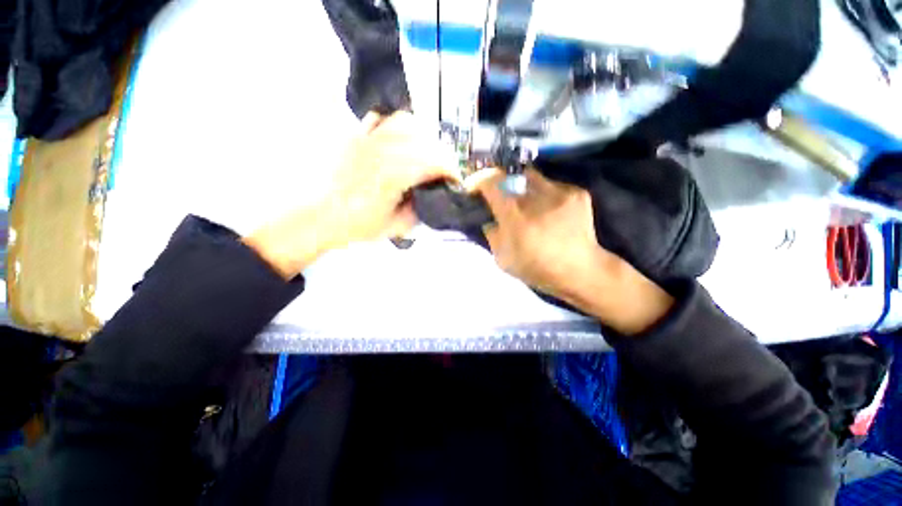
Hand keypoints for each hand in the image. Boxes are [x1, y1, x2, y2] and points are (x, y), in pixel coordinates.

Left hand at [245, 112, 456, 277]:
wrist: (319, 216)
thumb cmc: (356, 225)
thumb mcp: (395, 227)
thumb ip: (419, 212)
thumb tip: (433, 199)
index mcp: (393, 175)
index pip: (433, 162)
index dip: (450, 170)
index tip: (456, 180)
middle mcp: (382, 151)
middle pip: (424, 140)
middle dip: (443, 156)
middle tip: (445, 171)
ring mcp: (367, 139)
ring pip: (407, 123)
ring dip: (425, 137)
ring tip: (428, 153)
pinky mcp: (357, 136)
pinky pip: (383, 119)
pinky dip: (399, 126)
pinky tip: (403, 140)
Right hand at [471, 168, 672, 334]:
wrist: (581, 271)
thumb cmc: (537, 269)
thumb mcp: (503, 259)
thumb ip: (492, 234)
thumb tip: (491, 218)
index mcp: (517, 218)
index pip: (492, 183)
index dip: (480, 180)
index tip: (476, 186)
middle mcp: (538, 199)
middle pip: (512, 175)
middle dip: (502, 184)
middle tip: (503, 196)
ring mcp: (561, 193)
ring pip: (533, 177)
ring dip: (523, 187)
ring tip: (528, 204)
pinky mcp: (577, 193)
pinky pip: (552, 186)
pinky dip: (544, 195)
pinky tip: (549, 211)